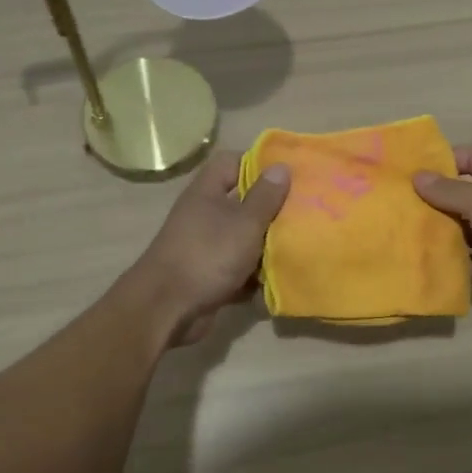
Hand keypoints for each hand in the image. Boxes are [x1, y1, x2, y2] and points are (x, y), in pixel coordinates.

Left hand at [129, 151, 290, 346]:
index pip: (232, 162)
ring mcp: (205, 247)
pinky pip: (238, 269)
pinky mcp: (208, 276)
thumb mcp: (244, 223)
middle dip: (271, 210)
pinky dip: (254, 275)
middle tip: (304, 212)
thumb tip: (280, 166)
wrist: (167, 310)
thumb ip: (265, 196)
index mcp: (207, 192)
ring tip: (299, 246)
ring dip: (266, 246)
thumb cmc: (208, 255)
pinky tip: (279, 280)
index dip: (259, 163)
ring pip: (243, 238)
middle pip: (242, 202)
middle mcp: (204, 215)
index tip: (289, 175)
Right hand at [413, 145, 471, 327]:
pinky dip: (448, 258)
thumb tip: (418, 177)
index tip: (411, 169)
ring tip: (401, 229)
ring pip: (463, 228)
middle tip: (397, 201)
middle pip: (464, 194)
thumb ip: (449, 190)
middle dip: (434, 197)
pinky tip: (420, 257)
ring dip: (438, 229)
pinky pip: (467, 258)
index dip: (444, 160)